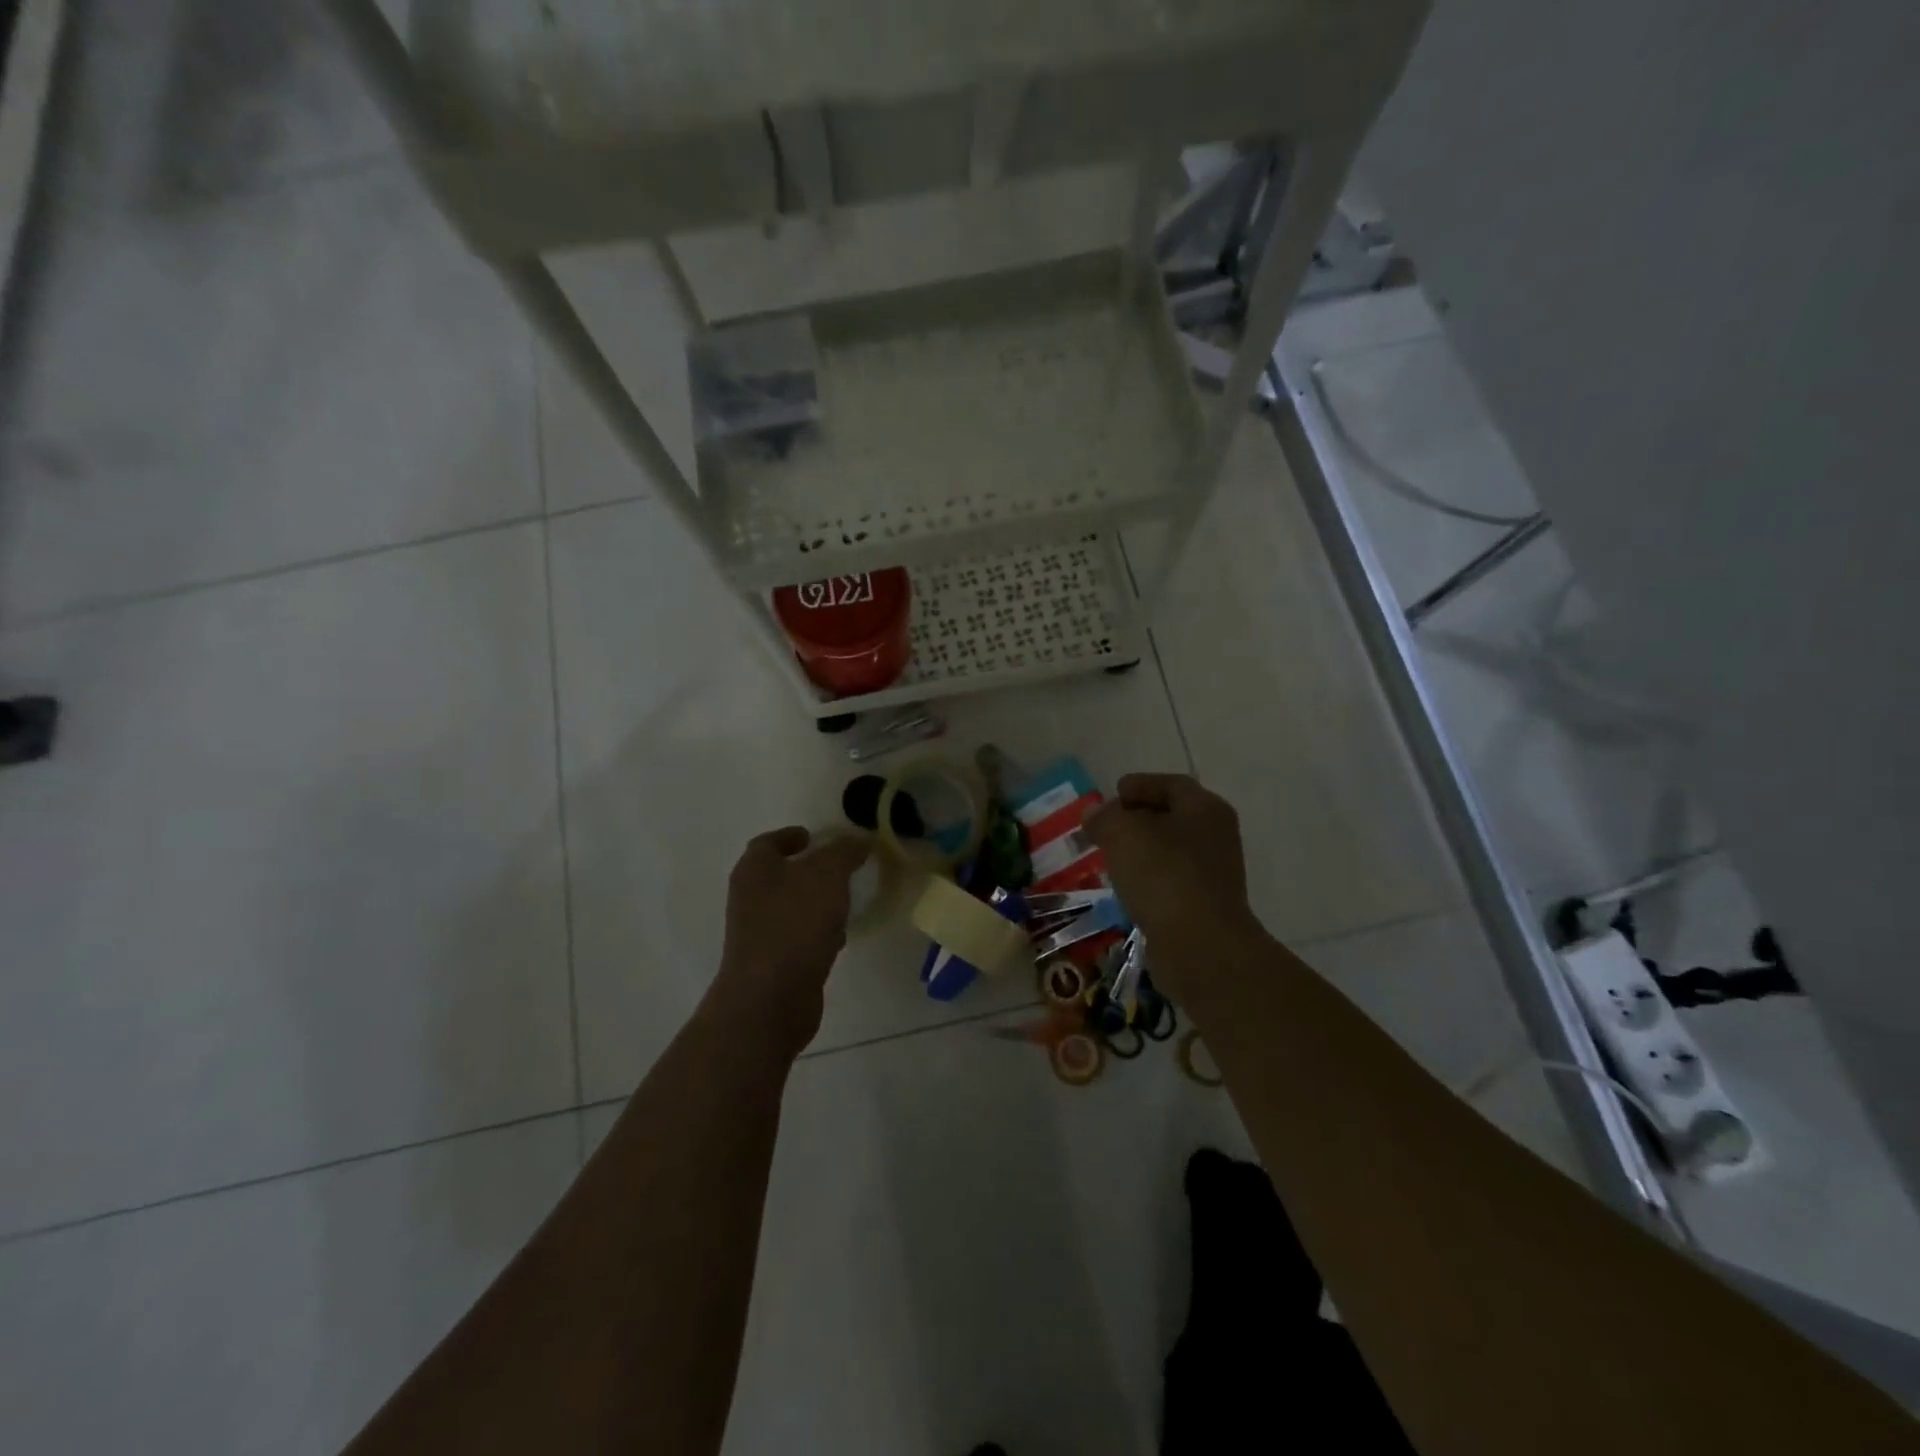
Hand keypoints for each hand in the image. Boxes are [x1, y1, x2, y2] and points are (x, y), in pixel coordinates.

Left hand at [707, 826, 871, 1056]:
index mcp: (755, 869)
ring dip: (816, 901)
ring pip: (791, 906)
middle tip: (842, 866)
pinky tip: (839, 937)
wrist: (771, 998)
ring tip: (847, 900)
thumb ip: (844, 852)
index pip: (769, 842)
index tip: (817, 836)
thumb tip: (859, 839)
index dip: (792, 836)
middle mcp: (750, 897)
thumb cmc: (795, 924)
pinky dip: (817, 931)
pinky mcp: (772, 962)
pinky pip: (798, 936)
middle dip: (810, 869)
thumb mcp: (827, 875)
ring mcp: (758, 932)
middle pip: (780, 874)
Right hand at [1085, 773, 1264, 1002]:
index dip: (1140, 784)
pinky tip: (1125, 887)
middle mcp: (1216, 836)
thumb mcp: (1122, 834)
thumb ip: (1105, 817)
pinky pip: (1170, 881)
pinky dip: (1148, 878)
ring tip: (1109, 856)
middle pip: (1172, 816)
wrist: (1200, 946)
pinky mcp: (1204, 905)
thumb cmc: (1163, 876)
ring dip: (1140, 851)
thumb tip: (1095, 814)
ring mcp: (1213, 874)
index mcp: (1205, 808)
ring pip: (1170, 851)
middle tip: (1104, 826)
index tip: (1113, 793)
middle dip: (1136, 819)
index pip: (1171, 784)